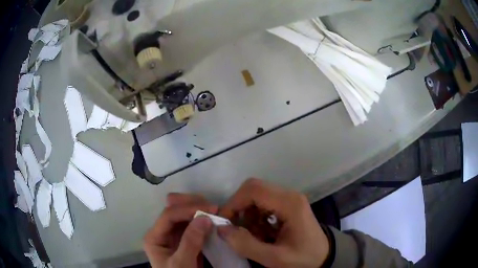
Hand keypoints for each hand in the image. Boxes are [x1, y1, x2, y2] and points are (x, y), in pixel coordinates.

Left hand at [143, 193, 217, 267]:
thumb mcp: (182, 263)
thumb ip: (191, 242)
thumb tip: (204, 217)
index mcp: (155, 237)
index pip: (169, 215)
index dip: (188, 209)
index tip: (210, 209)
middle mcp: (163, 232)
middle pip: (175, 210)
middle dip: (193, 205)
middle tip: (213, 208)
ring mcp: (174, 236)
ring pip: (185, 215)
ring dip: (200, 211)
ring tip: (216, 212)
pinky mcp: (186, 240)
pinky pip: (194, 225)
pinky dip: (204, 221)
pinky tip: (214, 220)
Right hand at [218, 178, 329, 267]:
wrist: (324, 257)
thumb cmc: (304, 258)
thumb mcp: (274, 258)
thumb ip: (246, 245)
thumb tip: (221, 229)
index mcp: (289, 204)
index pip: (253, 190)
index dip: (233, 203)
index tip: (224, 223)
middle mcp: (289, 195)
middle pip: (254, 189)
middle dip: (239, 208)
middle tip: (236, 229)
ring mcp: (289, 199)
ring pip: (257, 196)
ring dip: (248, 215)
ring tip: (254, 235)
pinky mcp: (287, 205)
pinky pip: (263, 204)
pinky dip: (255, 217)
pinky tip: (262, 233)